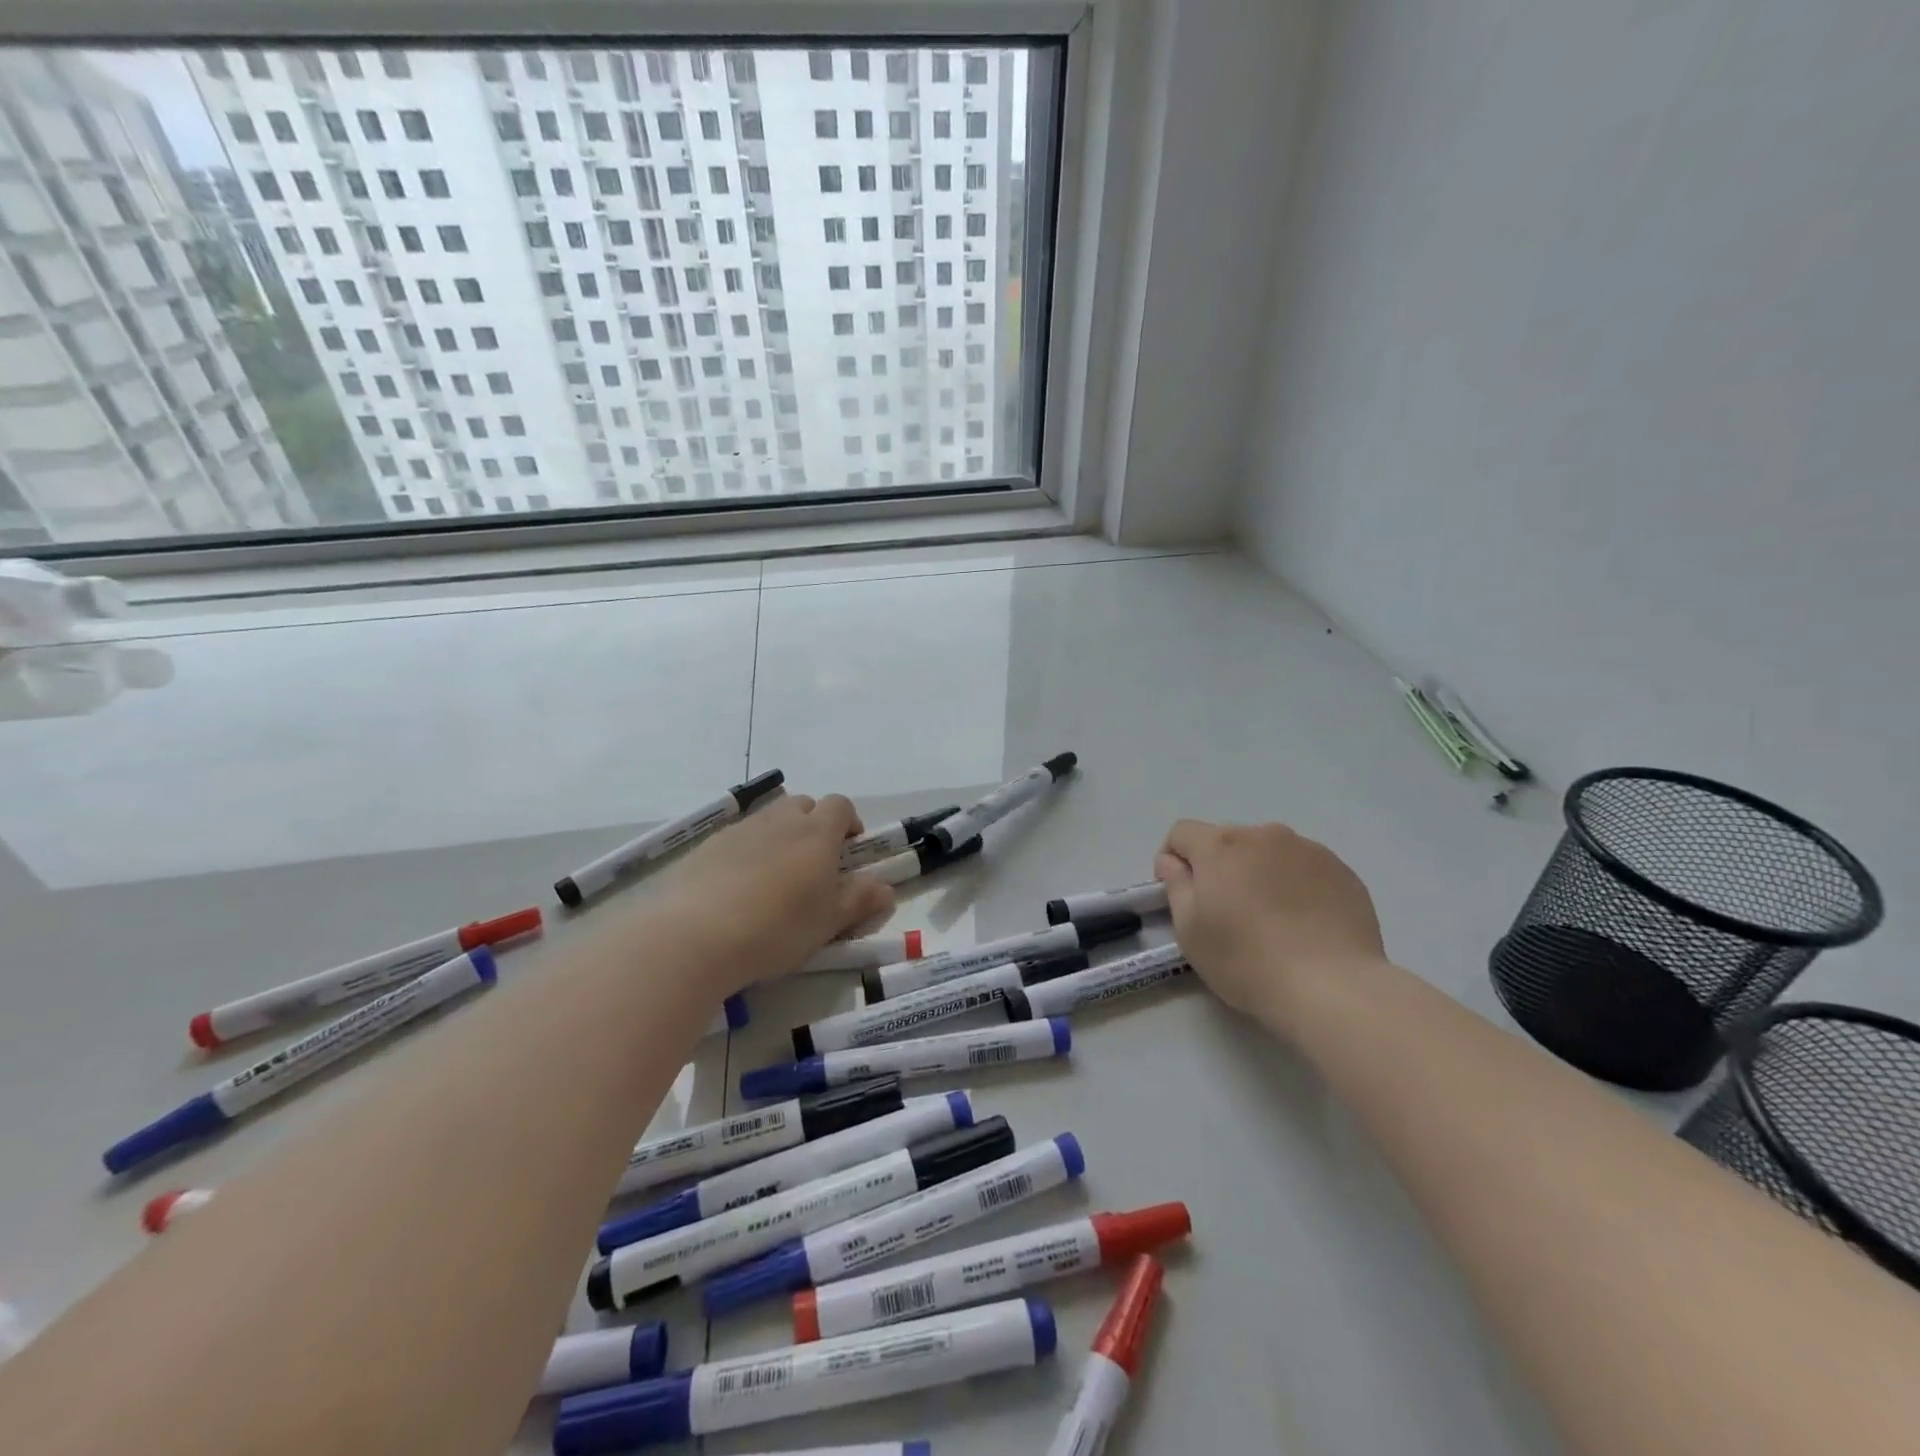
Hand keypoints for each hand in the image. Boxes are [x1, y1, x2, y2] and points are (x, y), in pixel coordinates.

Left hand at [649, 793, 894, 989]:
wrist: (694, 935)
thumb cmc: (776, 928)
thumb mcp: (828, 922)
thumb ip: (860, 901)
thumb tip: (885, 889)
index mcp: (817, 833)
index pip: (841, 806)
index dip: (849, 823)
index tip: (849, 852)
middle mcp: (780, 820)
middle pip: (804, 805)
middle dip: (814, 826)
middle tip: (813, 866)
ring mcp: (740, 830)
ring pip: (769, 820)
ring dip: (780, 839)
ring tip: (774, 881)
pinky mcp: (707, 846)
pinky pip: (737, 839)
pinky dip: (746, 854)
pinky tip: (737, 890)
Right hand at [1155, 819, 1385, 1025]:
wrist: (1332, 988)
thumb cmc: (1246, 961)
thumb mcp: (1189, 930)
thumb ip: (1176, 886)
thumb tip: (1174, 863)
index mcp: (1221, 845)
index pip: (1182, 833)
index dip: (1173, 860)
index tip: (1181, 895)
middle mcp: (1264, 834)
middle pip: (1227, 841)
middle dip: (1219, 867)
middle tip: (1227, 913)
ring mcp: (1308, 849)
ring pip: (1268, 853)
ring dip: (1259, 873)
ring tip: (1271, 920)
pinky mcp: (1342, 871)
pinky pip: (1305, 868)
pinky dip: (1296, 886)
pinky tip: (1304, 924)